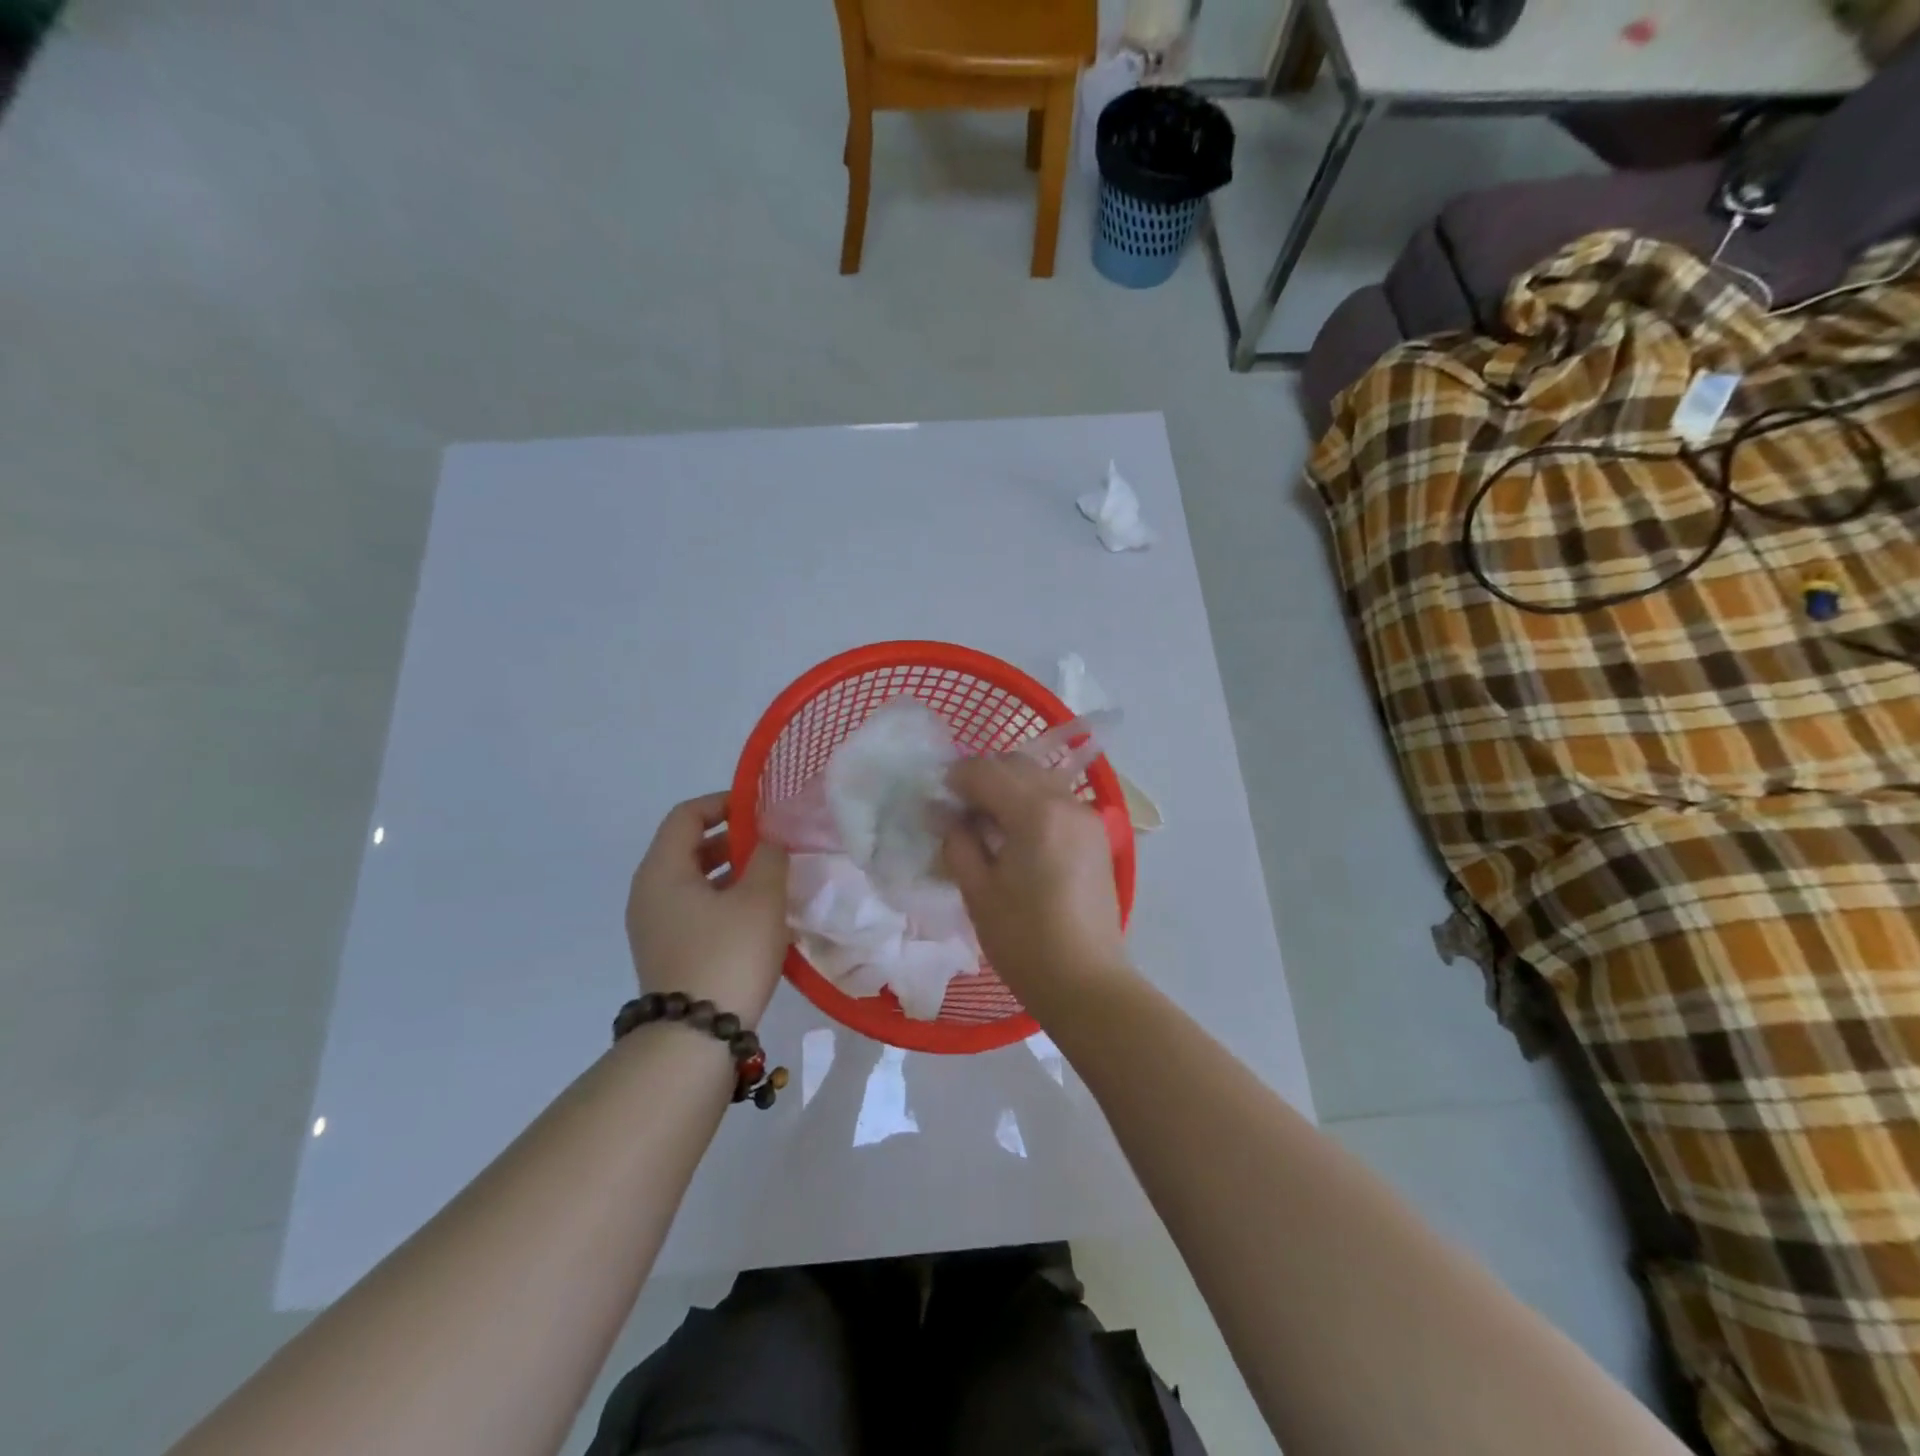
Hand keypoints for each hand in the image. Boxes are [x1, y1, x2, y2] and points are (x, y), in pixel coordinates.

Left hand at [625, 793, 790, 1028]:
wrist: (696, 1037)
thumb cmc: (728, 954)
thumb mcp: (761, 898)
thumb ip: (769, 857)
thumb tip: (770, 839)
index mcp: (662, 870)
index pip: (686, 815)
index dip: (723, 803)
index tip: (760, 810)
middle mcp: (649, 893)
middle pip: (687, 847)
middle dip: (731, 839)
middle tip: (771, 844)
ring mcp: (654, 926)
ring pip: (693, 881)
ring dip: (730, 872)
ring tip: (771, 879)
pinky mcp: (666, 952)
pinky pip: (694, 909)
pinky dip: (723, 899)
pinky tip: (757, 915)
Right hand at [941, 755, 1129, 1007]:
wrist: (1086, 983)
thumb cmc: (1025, 941)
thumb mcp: (978, 892)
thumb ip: (958, 842)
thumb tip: (945, 815)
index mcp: (1035, 812)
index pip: (986, 771)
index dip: (955, 778)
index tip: (936, 800)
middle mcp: (1066, 802)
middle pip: (1016, 766)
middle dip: (983, 777)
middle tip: (958, 810)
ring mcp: (1087, 817)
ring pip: (1040, 780)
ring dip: (1009, 788)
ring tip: (986, 823)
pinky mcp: (1097, 836)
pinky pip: (1057, 800)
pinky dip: (1032, 803)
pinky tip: (1016, 835)